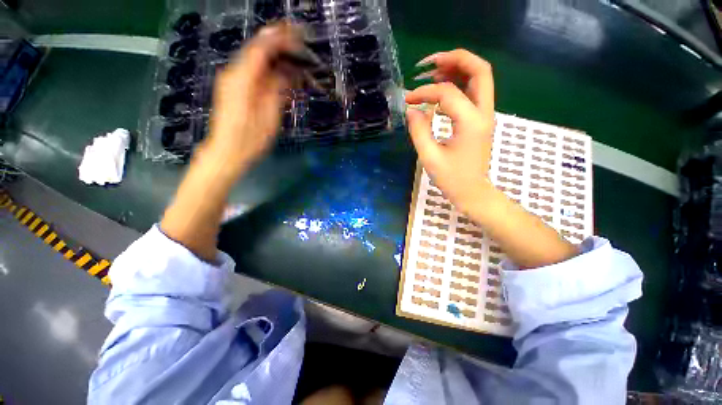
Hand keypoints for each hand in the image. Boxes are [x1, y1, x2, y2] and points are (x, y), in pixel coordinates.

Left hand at [161, 22, 301, 261]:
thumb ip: (278, 91)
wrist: (225, 153)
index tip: (298, 33)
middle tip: (300, 40)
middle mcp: (233, 73)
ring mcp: (232, 80)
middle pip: (257, 50)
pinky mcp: (233, 88)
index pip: (262, 48)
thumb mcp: (269, 117)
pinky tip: (281, 73)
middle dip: (279, 43)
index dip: (280, 38)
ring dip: (275, 56)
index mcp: (242, 79)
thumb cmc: (249, 140)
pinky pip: (252, 72)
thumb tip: (289, 73)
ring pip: (255, 60)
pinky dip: (268, 69)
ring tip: (294, 56)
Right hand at [405, 49, 495, 212]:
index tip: (408, 99)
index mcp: (471, 122)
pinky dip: (459, 84)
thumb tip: (412, 108)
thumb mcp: (429, 157)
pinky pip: (473, 91)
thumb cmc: (451, 178)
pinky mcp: (480, 119)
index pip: (447, 93)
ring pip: (479, 77)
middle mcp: (484, 112)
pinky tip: (441, 92)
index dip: (425, 92)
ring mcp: (485, 114)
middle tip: (429, 63)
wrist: (472, 191)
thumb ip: (419, 130)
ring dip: (457, 69)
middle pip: (480, 69)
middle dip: (454, 59)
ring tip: (433, 72)